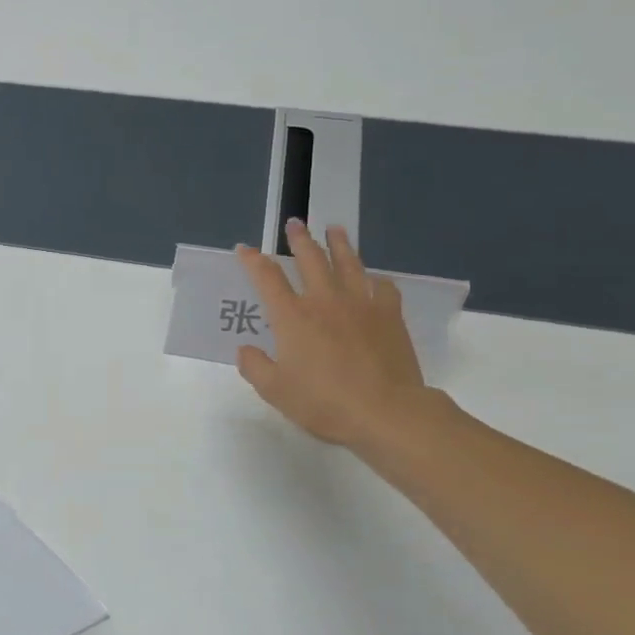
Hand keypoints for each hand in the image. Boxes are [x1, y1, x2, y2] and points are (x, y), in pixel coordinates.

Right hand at [234, 220, 427, 448]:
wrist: (385, 411)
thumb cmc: (323, 402)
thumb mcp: (274, 391)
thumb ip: (255, 367)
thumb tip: (246, 349)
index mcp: (292, 317)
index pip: (267, 278)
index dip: (253, 261)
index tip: (245, 249)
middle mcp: (324, 301)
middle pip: (310, 259)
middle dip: (299, 239)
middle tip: (295, 223)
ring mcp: (360, 304)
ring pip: (348, 263)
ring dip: (339, 244)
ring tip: (335, 229)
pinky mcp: (389, 315)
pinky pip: (382, 287)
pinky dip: (375, 278)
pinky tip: (373, 278)